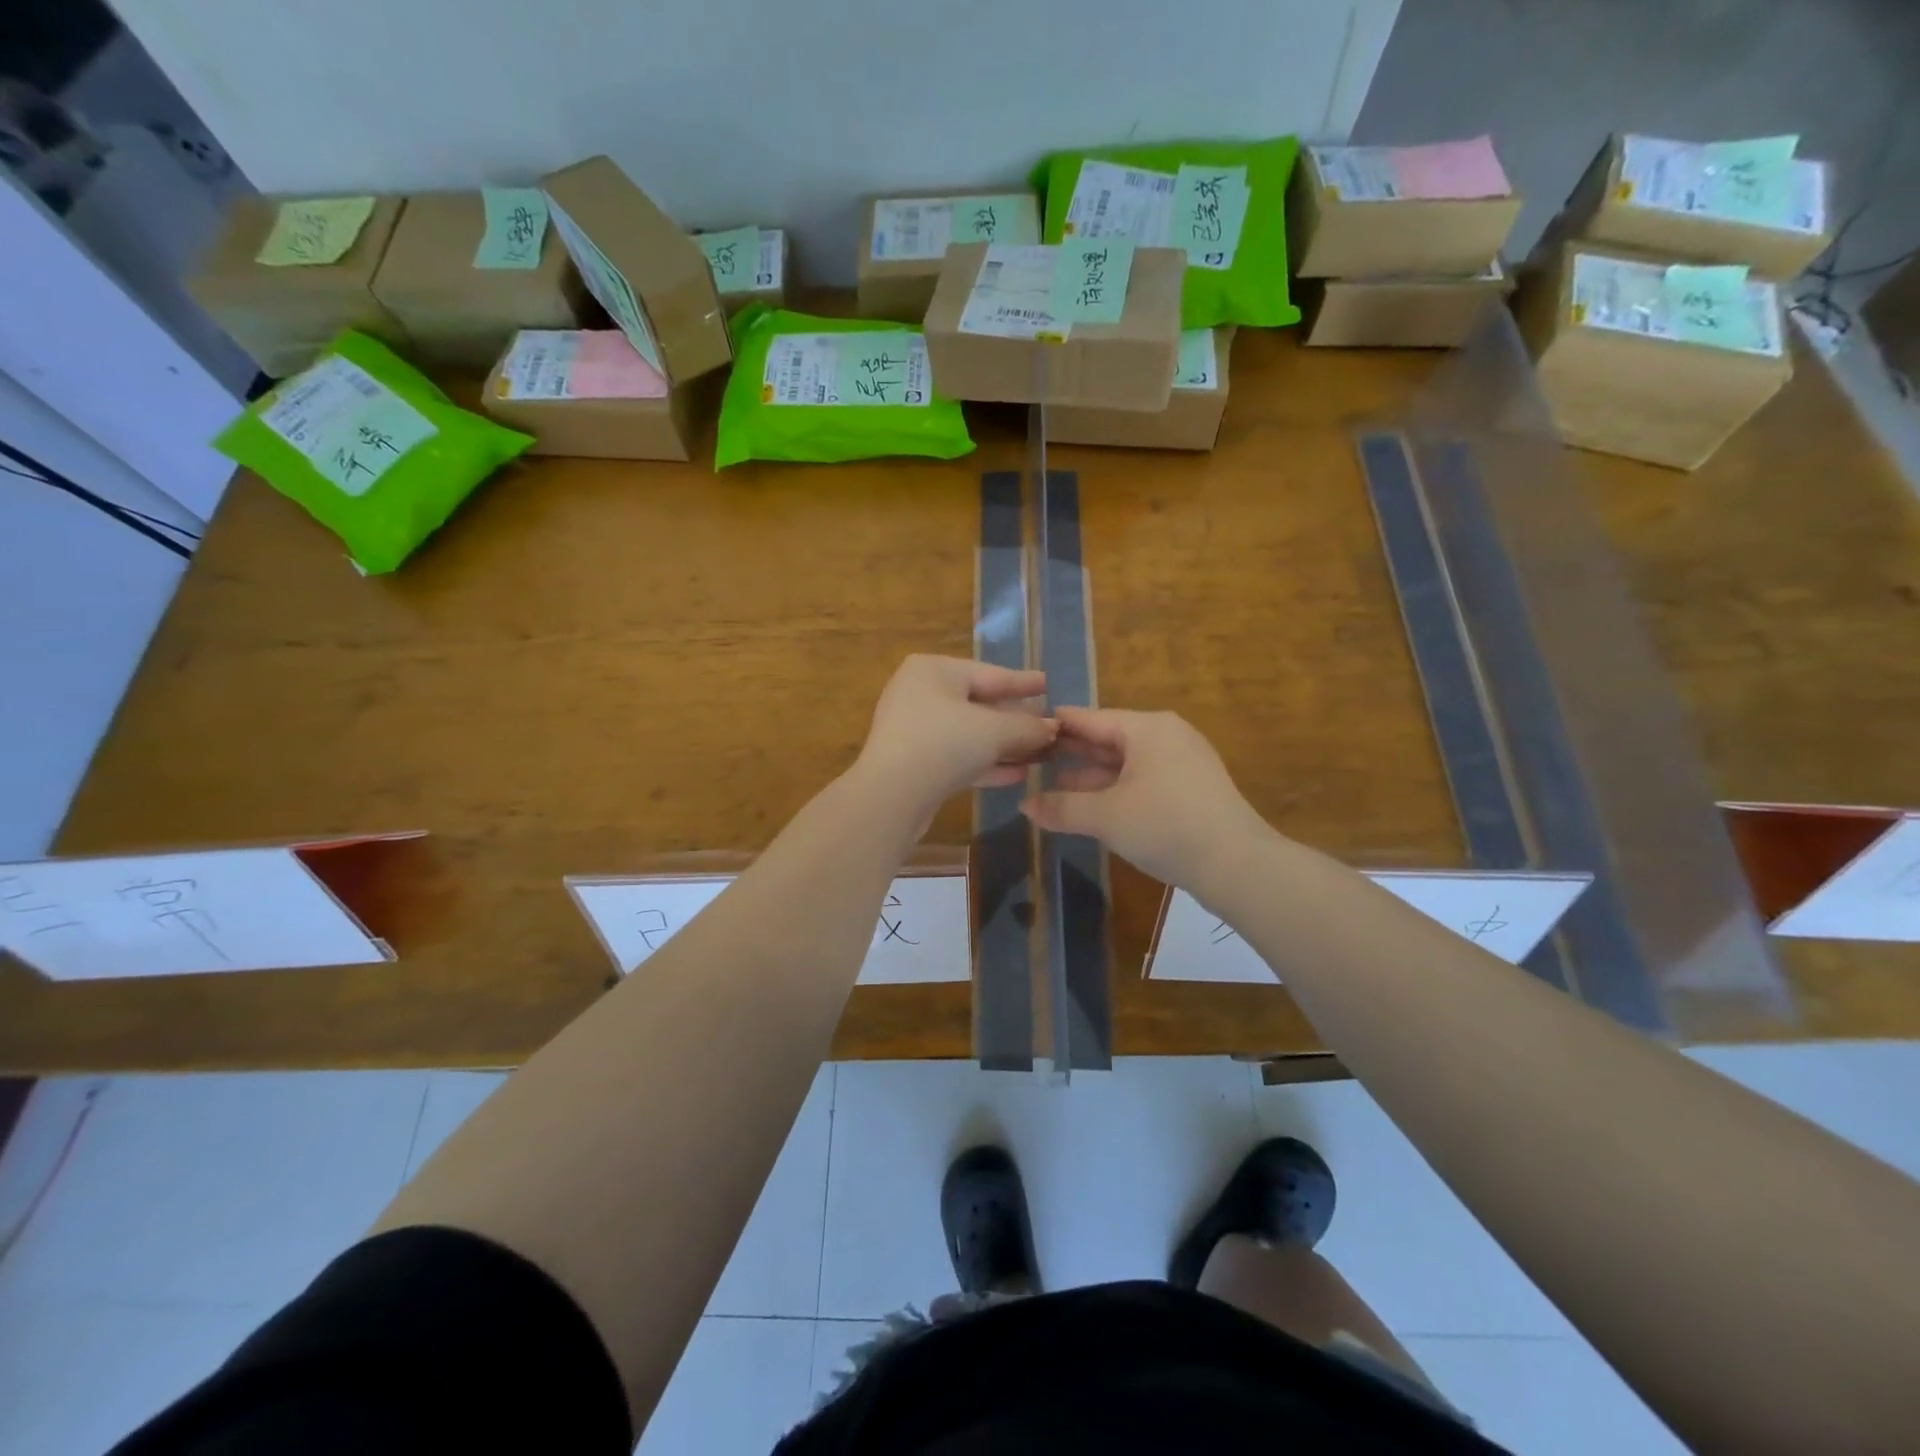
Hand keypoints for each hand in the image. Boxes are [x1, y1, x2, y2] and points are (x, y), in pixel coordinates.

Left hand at [856, 656, 1057, 808]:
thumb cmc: (944, 743)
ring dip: (1005, 745)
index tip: (1048, 682)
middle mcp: (920, 693)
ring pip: (970, 733)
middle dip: (1016, 719)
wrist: (891, 796)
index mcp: (934, 670)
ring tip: (1041, 753)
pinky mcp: (915, 763)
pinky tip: (1018, 774)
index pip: (990, 673)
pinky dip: (986, 762)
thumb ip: (1028, 726)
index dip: (1023, 682)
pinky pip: (958, 756)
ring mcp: (914, 729)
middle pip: (979, 703)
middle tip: (1049, 725)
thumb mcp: (995, 730)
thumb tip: (1053, 727)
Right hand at [1021, 707, 1269, 888]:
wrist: (1237, 865)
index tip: (1025, 729)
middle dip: (1072, 753)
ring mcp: (1183, 762)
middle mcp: (1166, 736)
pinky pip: (1143, 778)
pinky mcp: (1192, 788)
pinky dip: (1116, 788)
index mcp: (1147, 728)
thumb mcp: (1105, 817)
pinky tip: (1092, 804)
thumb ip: (1061, 808)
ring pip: (1126, 762)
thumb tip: (1024, 806)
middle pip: (1108, 738)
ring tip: (1053, 784)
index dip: (1056, 725)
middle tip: (1032, 759)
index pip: (1090, 718)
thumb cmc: (1165, 826)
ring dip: (1092, 775)